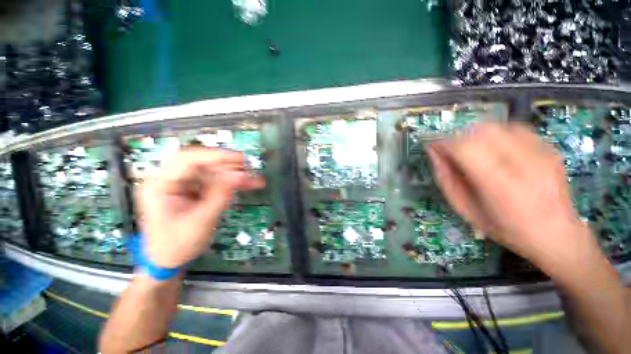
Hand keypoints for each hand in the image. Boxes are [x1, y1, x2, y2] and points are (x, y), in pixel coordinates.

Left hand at [136, 148, 263, 267]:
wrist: (167, 259)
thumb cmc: (177, 245)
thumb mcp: (201, 221)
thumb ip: (220, 195)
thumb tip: (239, 176)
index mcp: (159, 185)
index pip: (187, 160)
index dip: (215, 156)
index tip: (239, 158)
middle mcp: (170, 179)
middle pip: (201, 163)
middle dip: (228, 164)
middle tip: (249, 167)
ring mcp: (182, 184)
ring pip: (212, 171)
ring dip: (234, 174)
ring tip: (253, 178)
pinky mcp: (193, 190)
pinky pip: (215, 181)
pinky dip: (232, 183)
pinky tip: (247, 184)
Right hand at [426, 123, 596, 269]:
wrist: (557, 234)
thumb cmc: (504, 227)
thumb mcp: (465, 209)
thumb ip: (446, 179)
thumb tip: (433, 152)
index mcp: (499, 186)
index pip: (464, 148)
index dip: (444, 143)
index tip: (433, 146)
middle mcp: (523, 164)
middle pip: (481, 131)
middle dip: (459, 137)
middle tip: (452, 151)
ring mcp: (541, 153)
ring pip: (497, 126)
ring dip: (476, 135)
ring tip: (473, 151)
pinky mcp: (549, 148)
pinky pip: (515, 129)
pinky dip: (497, 134)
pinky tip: (496, 150)